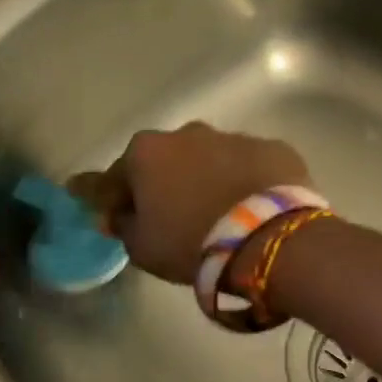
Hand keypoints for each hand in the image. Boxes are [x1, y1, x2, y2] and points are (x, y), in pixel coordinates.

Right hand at [72, 123, 310, 284]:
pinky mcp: (273, 149)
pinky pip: (250, 167)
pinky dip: (246, 183)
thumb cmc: (191, 243)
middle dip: (163, 184)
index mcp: (146, 153)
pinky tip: (253, 209)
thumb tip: (118, 214)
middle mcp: (187, 133)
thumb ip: (123, 225)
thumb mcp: (142, 248)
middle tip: (171, 218)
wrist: (267, 239)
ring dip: (207, 180)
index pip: (112, 177)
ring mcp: (233, 137)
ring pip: (210, 160)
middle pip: (164, 161)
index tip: (109, 217)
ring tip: (218, 215)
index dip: (107, 200)